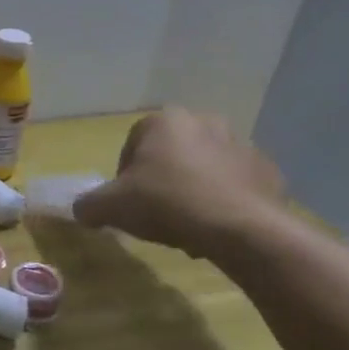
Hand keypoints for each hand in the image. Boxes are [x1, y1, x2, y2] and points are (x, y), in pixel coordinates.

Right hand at [72, 108, 284, 258]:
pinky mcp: (267, 172)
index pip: (132, 144)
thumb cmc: (167, 203)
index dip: (125, 175)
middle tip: (155, 213)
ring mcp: (241, 145)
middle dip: (161, 180)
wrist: (241, 228)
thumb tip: (81, 209)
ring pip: (203, 169)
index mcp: (165, 120)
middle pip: (170, 154)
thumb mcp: (112, 207)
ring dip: (192, 190)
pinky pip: (235, 186)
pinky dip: (223, 202)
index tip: (127, 202)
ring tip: (187, 226)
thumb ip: (89, 205)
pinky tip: (215, 228)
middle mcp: (204, 122)